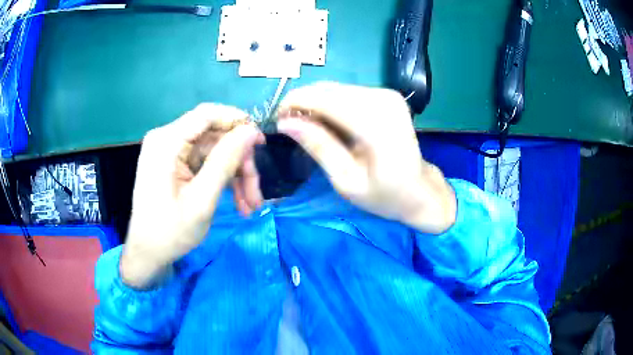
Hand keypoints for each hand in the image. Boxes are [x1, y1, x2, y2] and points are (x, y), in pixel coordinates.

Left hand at [121, 104, 264, 288]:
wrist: (148, 253)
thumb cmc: (170, 231)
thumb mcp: (202, 199)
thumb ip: (225, 161)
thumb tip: (251, 131)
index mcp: (167, 141)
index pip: (207, 114)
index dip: (237, 122)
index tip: (260, 142)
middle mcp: (167, 139)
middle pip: (214, 137)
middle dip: (239, 163)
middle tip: (257, 193)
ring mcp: (171, 152)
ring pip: (215, 152)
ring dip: (235, 176)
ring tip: (250, 205)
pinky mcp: (175, 163)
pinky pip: (206, 163)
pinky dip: (223, 180)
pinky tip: (237, 202)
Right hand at [277, 82, 455, 233]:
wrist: (419, 191)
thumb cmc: (384, 196)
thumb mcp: (346, 182)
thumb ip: (318, 147)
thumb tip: (285, 123)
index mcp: (377, 127)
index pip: (326, 100)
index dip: (295, 103)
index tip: (276, 118)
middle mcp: (384, 101)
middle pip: (329, 90)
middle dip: (303, 103)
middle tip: (289, 125)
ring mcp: (388, 95)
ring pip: (336, 88)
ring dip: (315, 103)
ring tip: (306, 127)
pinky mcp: (387, 95)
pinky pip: (348, 92)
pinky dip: (331, 103)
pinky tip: (327, 122)